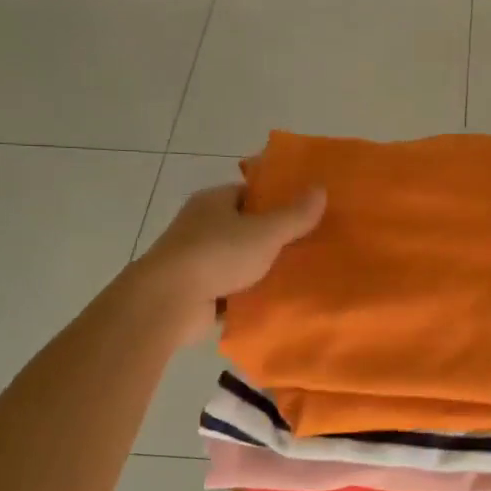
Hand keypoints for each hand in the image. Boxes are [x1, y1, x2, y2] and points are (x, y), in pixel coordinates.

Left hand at [130, 183, 326, 345]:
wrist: (169, 301)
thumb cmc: (217, 254)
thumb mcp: (265, 232)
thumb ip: (294, 215)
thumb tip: (321, 189)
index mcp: (213, 201)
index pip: (248, 193)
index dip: (276, 200)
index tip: (304, 212)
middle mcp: (201, 226)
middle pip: (245, 227)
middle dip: (273, 237)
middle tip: (309, 245)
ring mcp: (196, 260)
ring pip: (239, 260)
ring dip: (261, 268)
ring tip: (299, 275)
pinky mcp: (195, 291)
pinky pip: (231, 288)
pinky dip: (248, 294)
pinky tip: (275, 301)